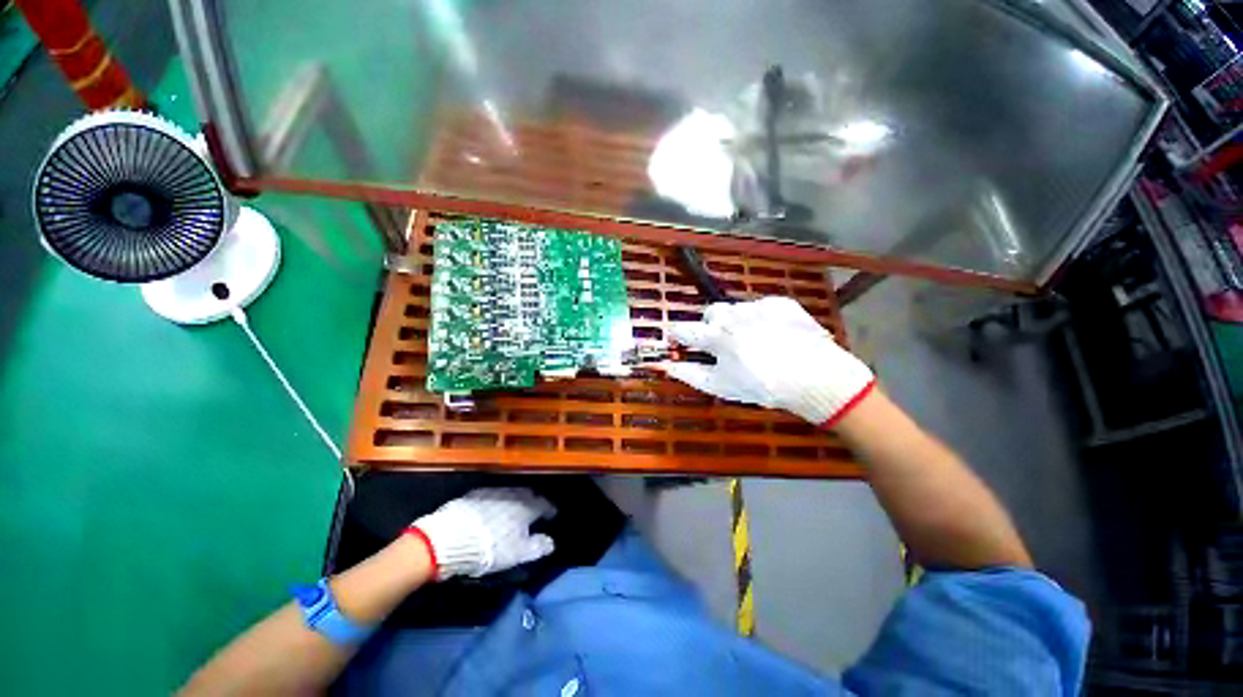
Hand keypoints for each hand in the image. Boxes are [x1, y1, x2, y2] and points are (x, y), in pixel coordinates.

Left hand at [408, 488, 556, 580]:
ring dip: (514, 500)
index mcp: (526, 506)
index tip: (552, 515)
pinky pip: (492, 496)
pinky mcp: (474, 495)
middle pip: (527, 495)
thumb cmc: (490, 547)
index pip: (544, 504)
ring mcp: (493, 492)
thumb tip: (551, 542)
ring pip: (510, 493)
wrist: (451, 538)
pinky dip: (497, 502)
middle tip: (533, 511)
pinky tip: (491, 511)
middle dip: (532, 501)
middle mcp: (513, 494)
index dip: (549, 510)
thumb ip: (537, 547)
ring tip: (513, 511)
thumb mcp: (518, 554)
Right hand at [664, 296, 874, 425]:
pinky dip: (760, 318)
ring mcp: (759, 305)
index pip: (684, 329)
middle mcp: (733, 314)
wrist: (817, 378)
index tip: (677, 339)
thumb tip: (666, 365)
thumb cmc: (763, 387)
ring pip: (736, 309)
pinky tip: (774, 335)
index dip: (677, 334)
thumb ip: (689, 373)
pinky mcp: (781, 303)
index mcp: (716, 335)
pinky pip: (761, 306)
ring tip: (753, 342)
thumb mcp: (721, 386)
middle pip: (711, 313)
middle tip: (723, 344)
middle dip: (710, 325)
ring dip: (736, 322)